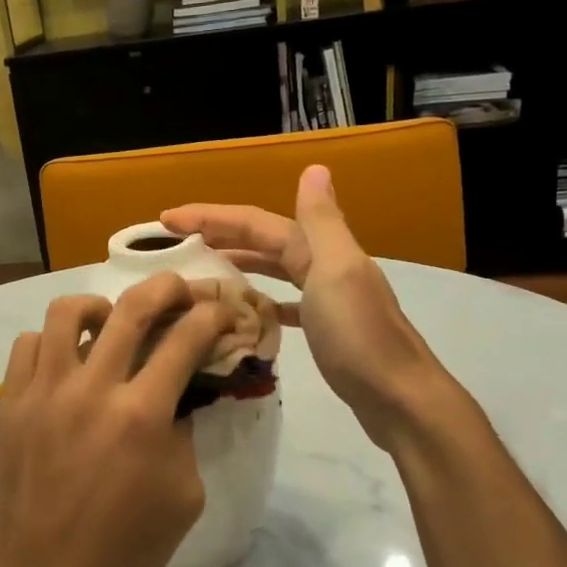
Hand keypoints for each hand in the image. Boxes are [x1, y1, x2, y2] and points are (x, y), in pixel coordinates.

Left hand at [0, 274, 237, 566]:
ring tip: (109, 322)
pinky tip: (64, 361)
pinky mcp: (10, 402)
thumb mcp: (181, 500)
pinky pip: (27, 344)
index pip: (185, 339)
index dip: (210, 316)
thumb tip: (175, 399)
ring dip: (99, 306)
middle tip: (177, 292)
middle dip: (165, 288)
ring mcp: (44, 390)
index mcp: (141, 415)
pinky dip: (52, 341)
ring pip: (67, 312)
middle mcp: (92, 388)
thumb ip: (183, 438)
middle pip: (132, 307)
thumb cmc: (118, 551)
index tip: (219, 311)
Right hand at [162, 165, 450, 448]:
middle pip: (263, 241)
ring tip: (201, 267)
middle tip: (174, 240)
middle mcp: (323, 265)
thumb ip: (321, 221)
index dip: (212, 216)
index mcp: (320, 249)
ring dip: (238, 261)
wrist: (400, 398)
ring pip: (273, 269)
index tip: (166, 219)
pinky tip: (245, 308)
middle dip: (220, 234)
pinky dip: (261, 299)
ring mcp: (326, 298)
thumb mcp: (336, 271)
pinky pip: (283, 303)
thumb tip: (314, 168)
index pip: (256, 223)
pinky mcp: (325, 329)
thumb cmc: (359, 337)